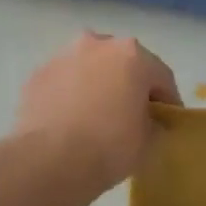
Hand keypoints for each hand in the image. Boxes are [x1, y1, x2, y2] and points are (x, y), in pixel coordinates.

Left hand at [12, 33, 180, 192]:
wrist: (49, 161)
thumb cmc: (110, 146)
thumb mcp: (150, 141)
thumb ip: (155, 123)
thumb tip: (149, 121)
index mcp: (133, 55)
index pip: (162, 77)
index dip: (168, 102)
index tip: (168, 123)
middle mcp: (98, 44)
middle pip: (124, 64)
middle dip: (130, 86)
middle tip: (132, 115)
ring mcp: (63, 57)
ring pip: (91, 68)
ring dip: (98, 85)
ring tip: (97, 116)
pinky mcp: (37, 75)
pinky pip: (65, 82)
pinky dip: (71, 95)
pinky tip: (71, 121)